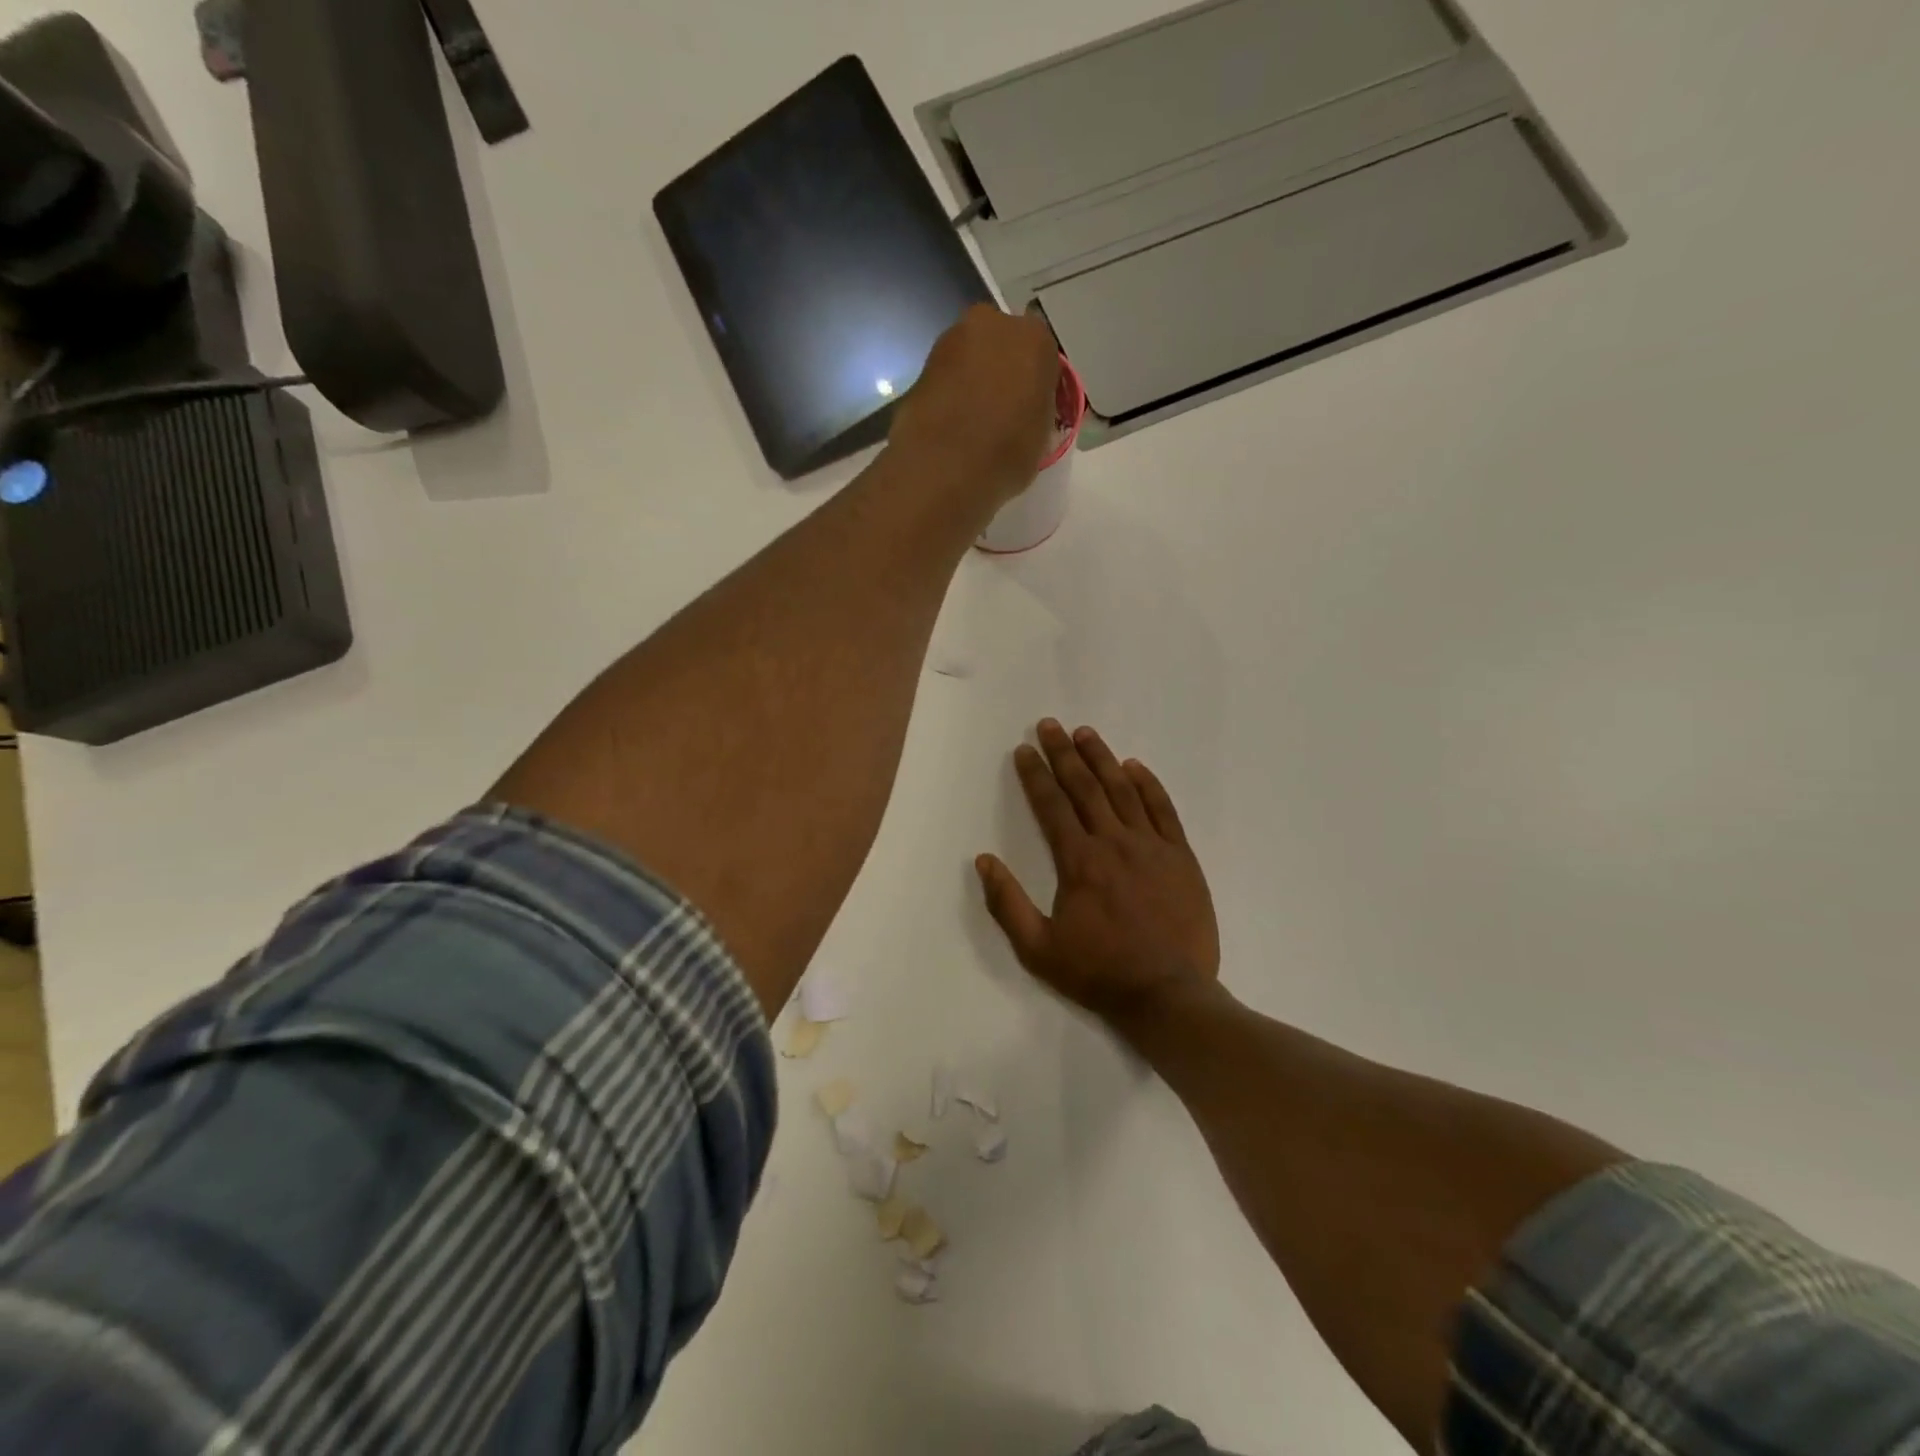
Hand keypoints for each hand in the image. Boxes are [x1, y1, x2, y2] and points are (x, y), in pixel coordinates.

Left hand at [889, 305, 1058, 505]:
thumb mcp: (1041, 438)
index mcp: (1034, 340)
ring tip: (973, 421)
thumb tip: (1023, 413)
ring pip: (972, 357)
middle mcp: (993, 325)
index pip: (1044, 357)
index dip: (1037, 384)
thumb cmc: (1006, 454)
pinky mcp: (921, 363)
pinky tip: (950, 423)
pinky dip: (949, 392)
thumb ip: (1036, 410)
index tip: (1032, 409)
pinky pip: (946, 376)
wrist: (943, 467)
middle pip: (1003, 345)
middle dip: (1003, 371)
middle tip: (1002, 411)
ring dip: (973, 379)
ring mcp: (951, 339)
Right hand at [976, 720, 1220, 1030]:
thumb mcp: (1038, 948)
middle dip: (1064, 754)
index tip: (1024, 750)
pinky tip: (1135, 767)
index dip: (1035, 775)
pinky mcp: (1181, 857)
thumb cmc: (1098, 972)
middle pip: (1085, 787)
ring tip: (1086, 733)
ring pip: (1124, 790)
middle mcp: (1114, 842)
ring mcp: (1152, 847)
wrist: (1168, 994)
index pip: (1052, 805)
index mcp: (1079, 861)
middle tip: (1050, 725)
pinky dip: (1148, 785)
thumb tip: (984, 860)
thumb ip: (1007, 903)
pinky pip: (1164, 811)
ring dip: (1103, 758)